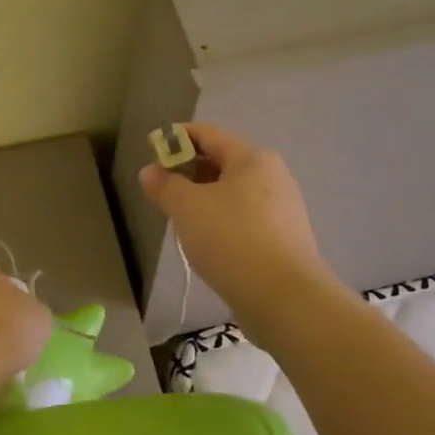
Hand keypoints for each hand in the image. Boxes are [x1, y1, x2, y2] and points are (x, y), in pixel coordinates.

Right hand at [138, 123, 329, 325]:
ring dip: (203, 198)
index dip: (176, 138)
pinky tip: (206, 242)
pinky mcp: (283, 239)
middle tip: (160, 190)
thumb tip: (150, 171)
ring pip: (232, 192)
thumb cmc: (233, 239)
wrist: (284, 299)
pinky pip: (244, 218)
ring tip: (179, 218)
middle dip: (188, 171)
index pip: (207, 134)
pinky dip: (221, 221)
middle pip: (221, 162)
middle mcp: (272, 176)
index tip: (150, 151)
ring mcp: (282, 209)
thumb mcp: (187, 208)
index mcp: (252, 159)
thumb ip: (165, 185)